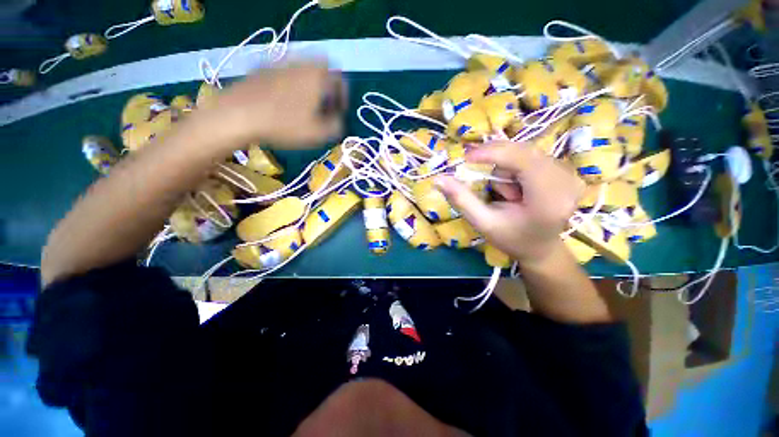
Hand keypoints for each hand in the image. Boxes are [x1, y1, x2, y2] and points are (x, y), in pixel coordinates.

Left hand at [204, 61, 346, 147]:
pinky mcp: (263, 68)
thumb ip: (336, 126)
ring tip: (304, 108)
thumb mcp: (319, 133)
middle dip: (327, 90)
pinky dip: (292, 86)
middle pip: (322, 72)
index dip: (343, 98)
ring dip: (310, 88)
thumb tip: (338, 120)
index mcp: (318, 75)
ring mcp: (280, 63)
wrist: (238, 114)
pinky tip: (284, 103)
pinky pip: (286, 74)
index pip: (340, 80)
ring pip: (304, 72)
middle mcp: (301, 63)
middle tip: (323, 108)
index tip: (338, 113)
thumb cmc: (284, 124)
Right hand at [435, 143, 583, 263]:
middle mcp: (566, 182)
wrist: (541, 249)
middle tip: (484, 180)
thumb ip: (461, 199)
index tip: (466, 157)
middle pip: (524, 151)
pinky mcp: (568, 171)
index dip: (492, 153)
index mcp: (548, 200)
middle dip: (498, 162)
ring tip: (507, 194)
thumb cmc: (511, 238)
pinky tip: (518, 187)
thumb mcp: (482, 222)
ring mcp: (571, 175)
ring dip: (508, 167)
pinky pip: (534, 156)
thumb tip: (438, 179)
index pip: (521, 160)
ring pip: (527, 152)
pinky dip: (517, 166)